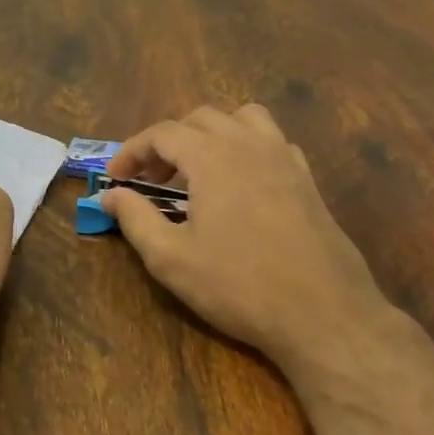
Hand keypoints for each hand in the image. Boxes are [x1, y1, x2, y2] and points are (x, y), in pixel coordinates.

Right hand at [102, 105, 393, 378]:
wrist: (324, 315)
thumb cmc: (238, 286)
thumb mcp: (170, 258)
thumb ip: (134, 218)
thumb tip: (109, 195)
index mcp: (212, 157)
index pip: (161, 133)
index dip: (132, 151)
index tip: (115, 178)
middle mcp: (248, 145)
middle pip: (200, 118)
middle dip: (168, 142)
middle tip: (151, 180)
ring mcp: (284, 159)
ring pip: (242, 119)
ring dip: (211, 134)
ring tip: (197, 170)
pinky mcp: (308, 180)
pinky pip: (273, 142)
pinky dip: (248, 148)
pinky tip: (241, 184)